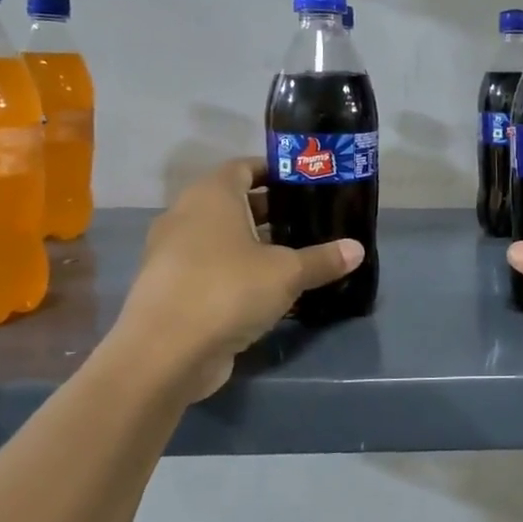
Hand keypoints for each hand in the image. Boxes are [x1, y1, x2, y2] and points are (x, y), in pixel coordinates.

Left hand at [105, 159, 363, 398]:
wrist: (164, 354)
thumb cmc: (228, 290)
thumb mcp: (287, 273)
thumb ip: (323, 259)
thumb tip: (357, 249)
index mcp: (211, 196)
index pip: (244, 167)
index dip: (274, 172)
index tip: (305, 185)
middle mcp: (186, 216)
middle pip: (233, 202)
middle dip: (270, 211)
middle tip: (309, 221)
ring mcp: (172, 254)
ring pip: (221, 238)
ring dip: (253, 244)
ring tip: (295, 255)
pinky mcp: (171, 288)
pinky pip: (210, 267)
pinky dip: (236, 271)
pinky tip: (268, 290)